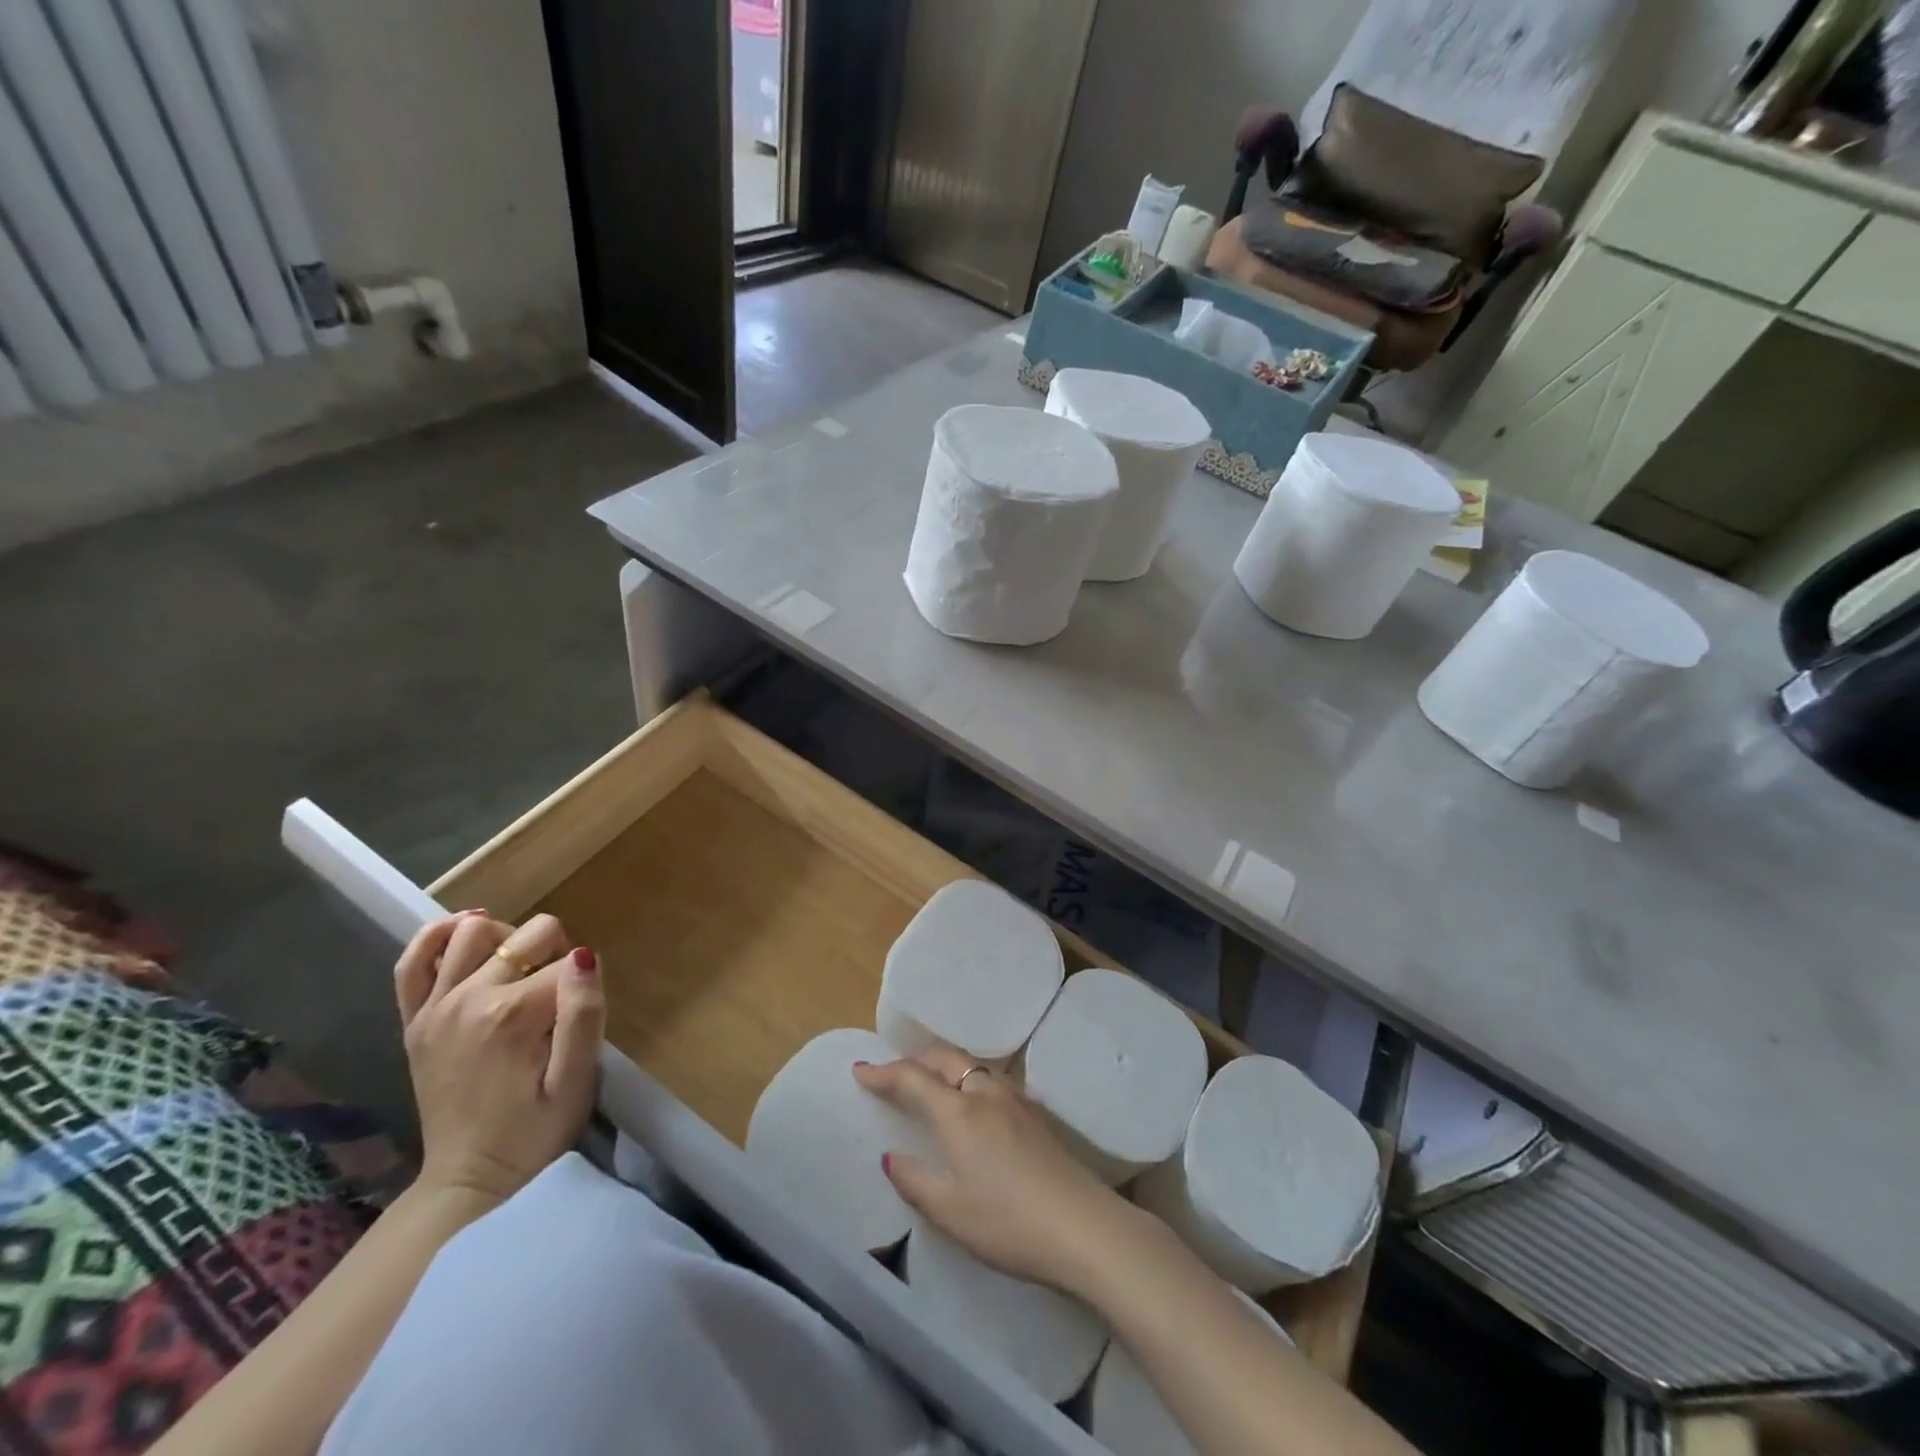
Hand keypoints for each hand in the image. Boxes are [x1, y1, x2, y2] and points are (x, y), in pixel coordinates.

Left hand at [393, 911, 605, 1208]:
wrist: (471, 1181)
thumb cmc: (536, 1131)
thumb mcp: (577, 1080)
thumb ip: (585, 1014)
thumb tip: (584, 955)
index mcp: (513, 1014)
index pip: (568, 960)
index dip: (583, 983)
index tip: (577, 1020)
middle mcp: (469, 998)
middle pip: (529, 935)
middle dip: (554, 954)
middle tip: (557, 1000)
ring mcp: (434, 1007)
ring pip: (473, 932)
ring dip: (507, 939)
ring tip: (522, 967)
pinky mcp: (414, 1020)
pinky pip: (413, 960)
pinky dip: (437, 936)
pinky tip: (466, 932)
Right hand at [853, 1046, 1138, 1294]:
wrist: (1083, 1226)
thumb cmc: (1007, 1221)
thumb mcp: (950, 1211)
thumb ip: (915, 1180)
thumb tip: (891, 1156)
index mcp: (958, 1111)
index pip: (913, 1078)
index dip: (883, 1072)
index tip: (860, 1070)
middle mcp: (986, 1093)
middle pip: (946, 1059)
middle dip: (916, 1060)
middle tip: (895, 1073)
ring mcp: (1016, 1100)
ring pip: (974, 1066)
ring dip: (946, 1066)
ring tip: (932, 1081)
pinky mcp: (1037, 1114)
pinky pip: (993, 1081)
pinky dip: (971, 1080)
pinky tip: (975, 1103)